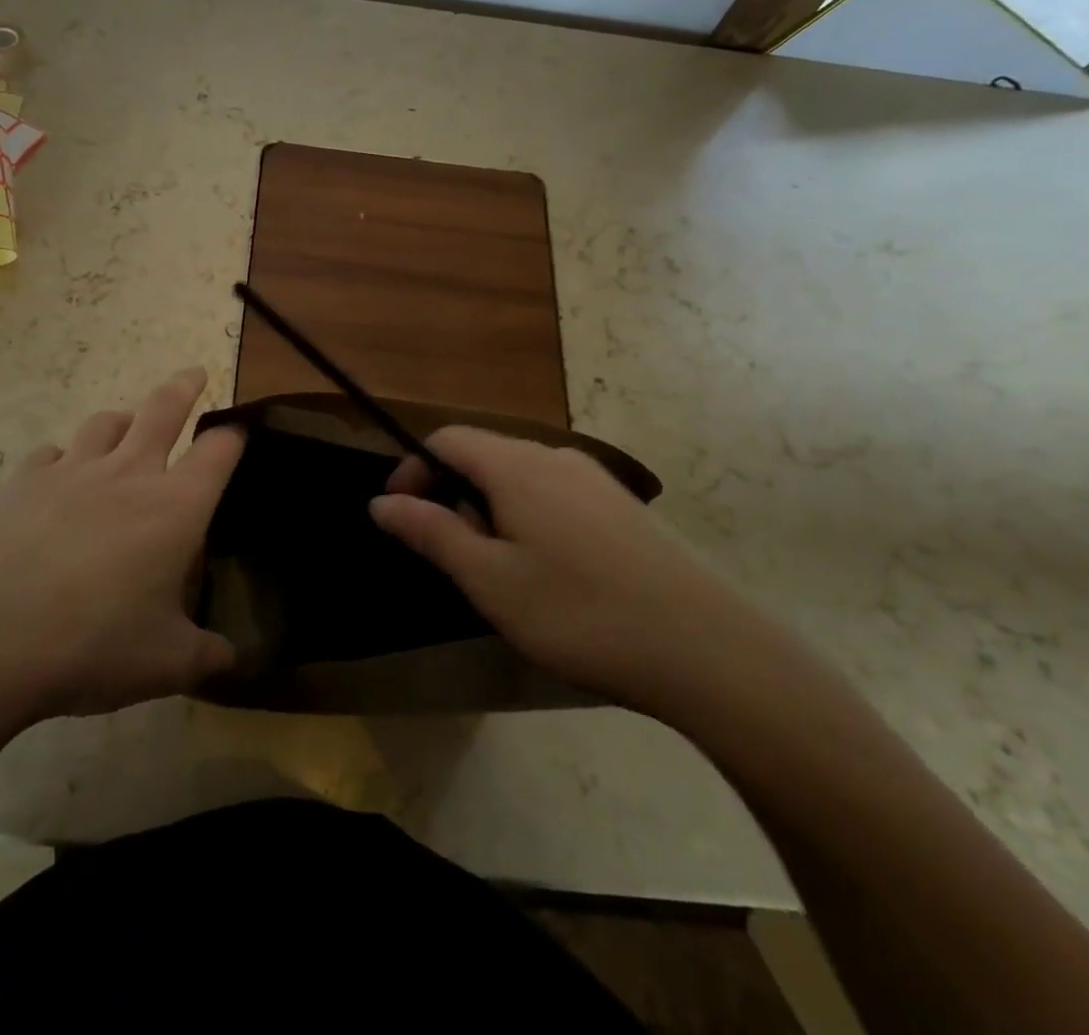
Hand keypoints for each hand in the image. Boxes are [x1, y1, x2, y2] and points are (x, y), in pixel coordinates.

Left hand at [0, 367, 243, 728]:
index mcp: (174, 507)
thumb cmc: (90, 646)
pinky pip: (53, 453)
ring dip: (123, 419)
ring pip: (105, 423)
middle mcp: (127, 474)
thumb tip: (232, 660)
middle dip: (184, 386)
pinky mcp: (21, 480)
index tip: (240, 432)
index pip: (218, 452)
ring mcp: (70, 470)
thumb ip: (206, 657)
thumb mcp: (164, 664)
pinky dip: (66, 457)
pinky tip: (60, 475)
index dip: (234, 437)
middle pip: (163, 409)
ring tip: (128, 424)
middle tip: (194, 374)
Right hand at [370, 427, 759, 714]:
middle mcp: (555, 456)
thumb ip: (431, 533)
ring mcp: (595, 479)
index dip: (413, 470)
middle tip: (454, 558)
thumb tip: (382, 502)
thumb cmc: (579, 612)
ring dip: (491, 510)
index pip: (446, 440)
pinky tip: (551, 574)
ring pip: (520, 477)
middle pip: (484, 456)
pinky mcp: (623, 507)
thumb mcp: (489, 579)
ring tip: (501, 572)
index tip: (400, 515)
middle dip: (454, 497)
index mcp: (516, 465)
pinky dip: (529, 518)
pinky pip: (555, 494)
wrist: (706, 648)